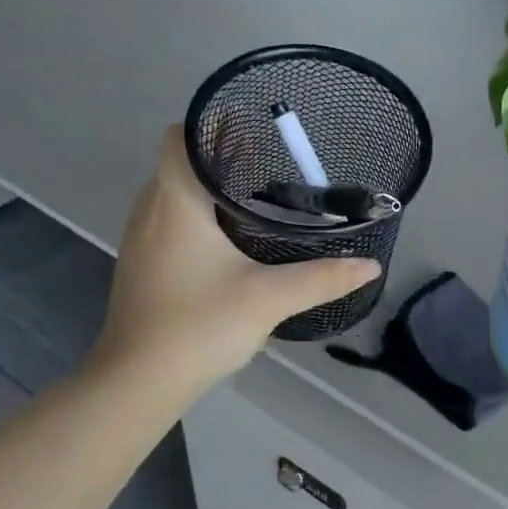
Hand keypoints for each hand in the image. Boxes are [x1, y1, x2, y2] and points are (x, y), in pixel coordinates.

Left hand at [93, 127, 379, 399]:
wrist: (137, 381)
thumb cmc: (198, 326)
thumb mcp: (269, 300)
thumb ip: (322, 278)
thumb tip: (370, 266)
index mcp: (175, 202)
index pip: (180, 137)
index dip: (214, 127)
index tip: (256, 132)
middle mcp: (150, 209)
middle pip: (180, 162)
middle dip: (222, 156)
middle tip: (273, 163)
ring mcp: (140, 238)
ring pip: (173, 192)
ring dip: (208, 187)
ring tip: (257, 195)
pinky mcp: (141, 263)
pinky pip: (168, 219)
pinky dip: (196, 214)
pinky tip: (230, 239)